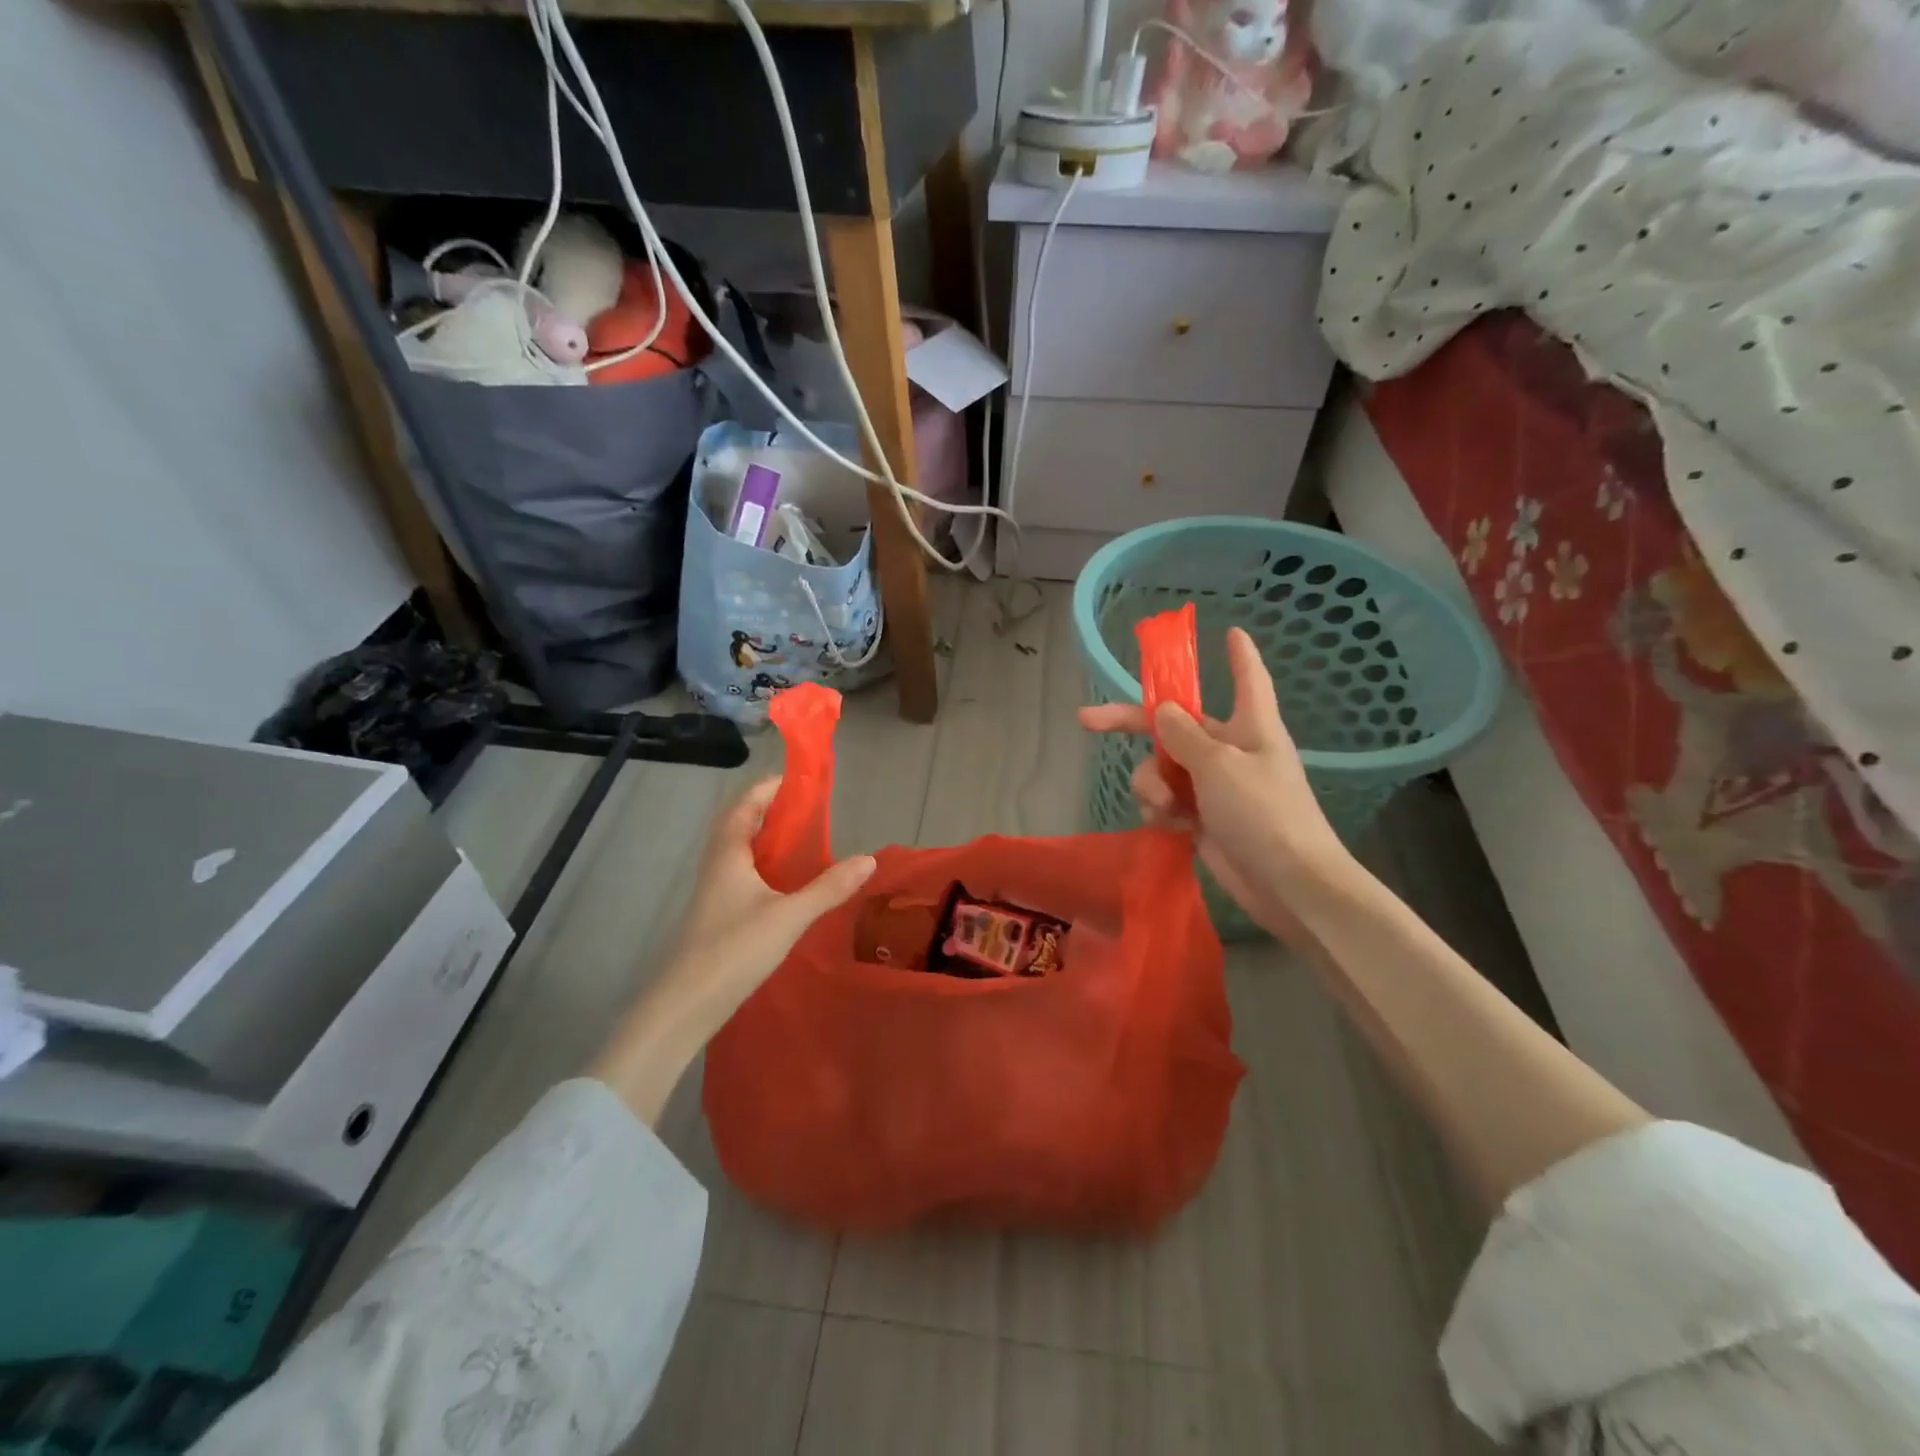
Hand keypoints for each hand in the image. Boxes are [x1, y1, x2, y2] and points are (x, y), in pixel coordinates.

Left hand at [590, 777, 874, 1122]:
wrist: (685, 1005)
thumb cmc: (734, 950)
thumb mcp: (789, 917)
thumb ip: (829, 888)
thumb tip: (869, 859)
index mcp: (728, 853)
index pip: (745, 804)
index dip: (769, 788)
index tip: (798, 779)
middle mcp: (717, 865)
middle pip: (740, 824)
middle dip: (770, 811)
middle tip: (807, 810)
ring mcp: (714, 891)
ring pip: (740, 851)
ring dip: (766, 839)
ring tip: (802, 840)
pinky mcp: (717, 914)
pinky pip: (742, 874)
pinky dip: (764, 866)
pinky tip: (785, 884)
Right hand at [1078, 627, 1350, 941]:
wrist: (1288, 885)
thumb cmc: (1264, 813)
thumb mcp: (1220, 764)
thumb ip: (1184, 735)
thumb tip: (1164, 711)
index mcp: (1250, 725)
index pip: (1247, 678)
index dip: (1238, 655)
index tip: (1229, 631)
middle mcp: (1230, 749)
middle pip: (1174, 725)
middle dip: (1131, 724)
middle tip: (1086, 719)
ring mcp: (1214, 786)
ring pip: (1161, 767)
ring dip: (1151, 783)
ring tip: (1165, 807)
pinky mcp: (1201, 818)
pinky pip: (1166, 800)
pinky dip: (1160, 810)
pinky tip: (1170, 825)